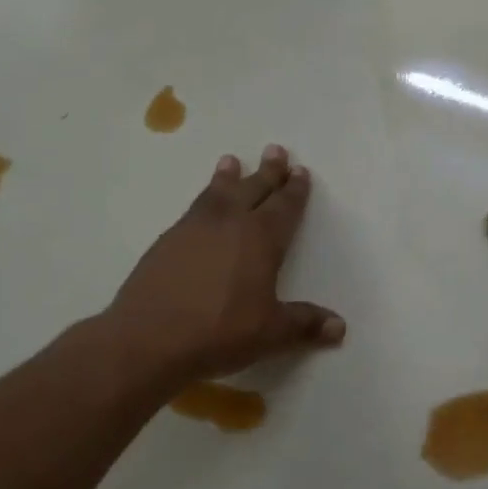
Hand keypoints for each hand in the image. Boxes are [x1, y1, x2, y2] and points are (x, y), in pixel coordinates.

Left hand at [108, 145, 344, 385]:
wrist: (148, 338)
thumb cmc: (219, 332)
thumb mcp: (270, 333)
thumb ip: (304, 324)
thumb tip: (339, 326)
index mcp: (260, 240)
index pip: (284, 208)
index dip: (295, 191)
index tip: (300, 171)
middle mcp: (229, 224)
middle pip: (253, 190)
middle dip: (268, 172)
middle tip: (275, 150)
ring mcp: (193, 229)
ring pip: (217, 193)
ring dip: (229, 177)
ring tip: (232, 161)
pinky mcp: (166, 242)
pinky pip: (193, 208)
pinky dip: (203, 198)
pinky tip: (201, 205)